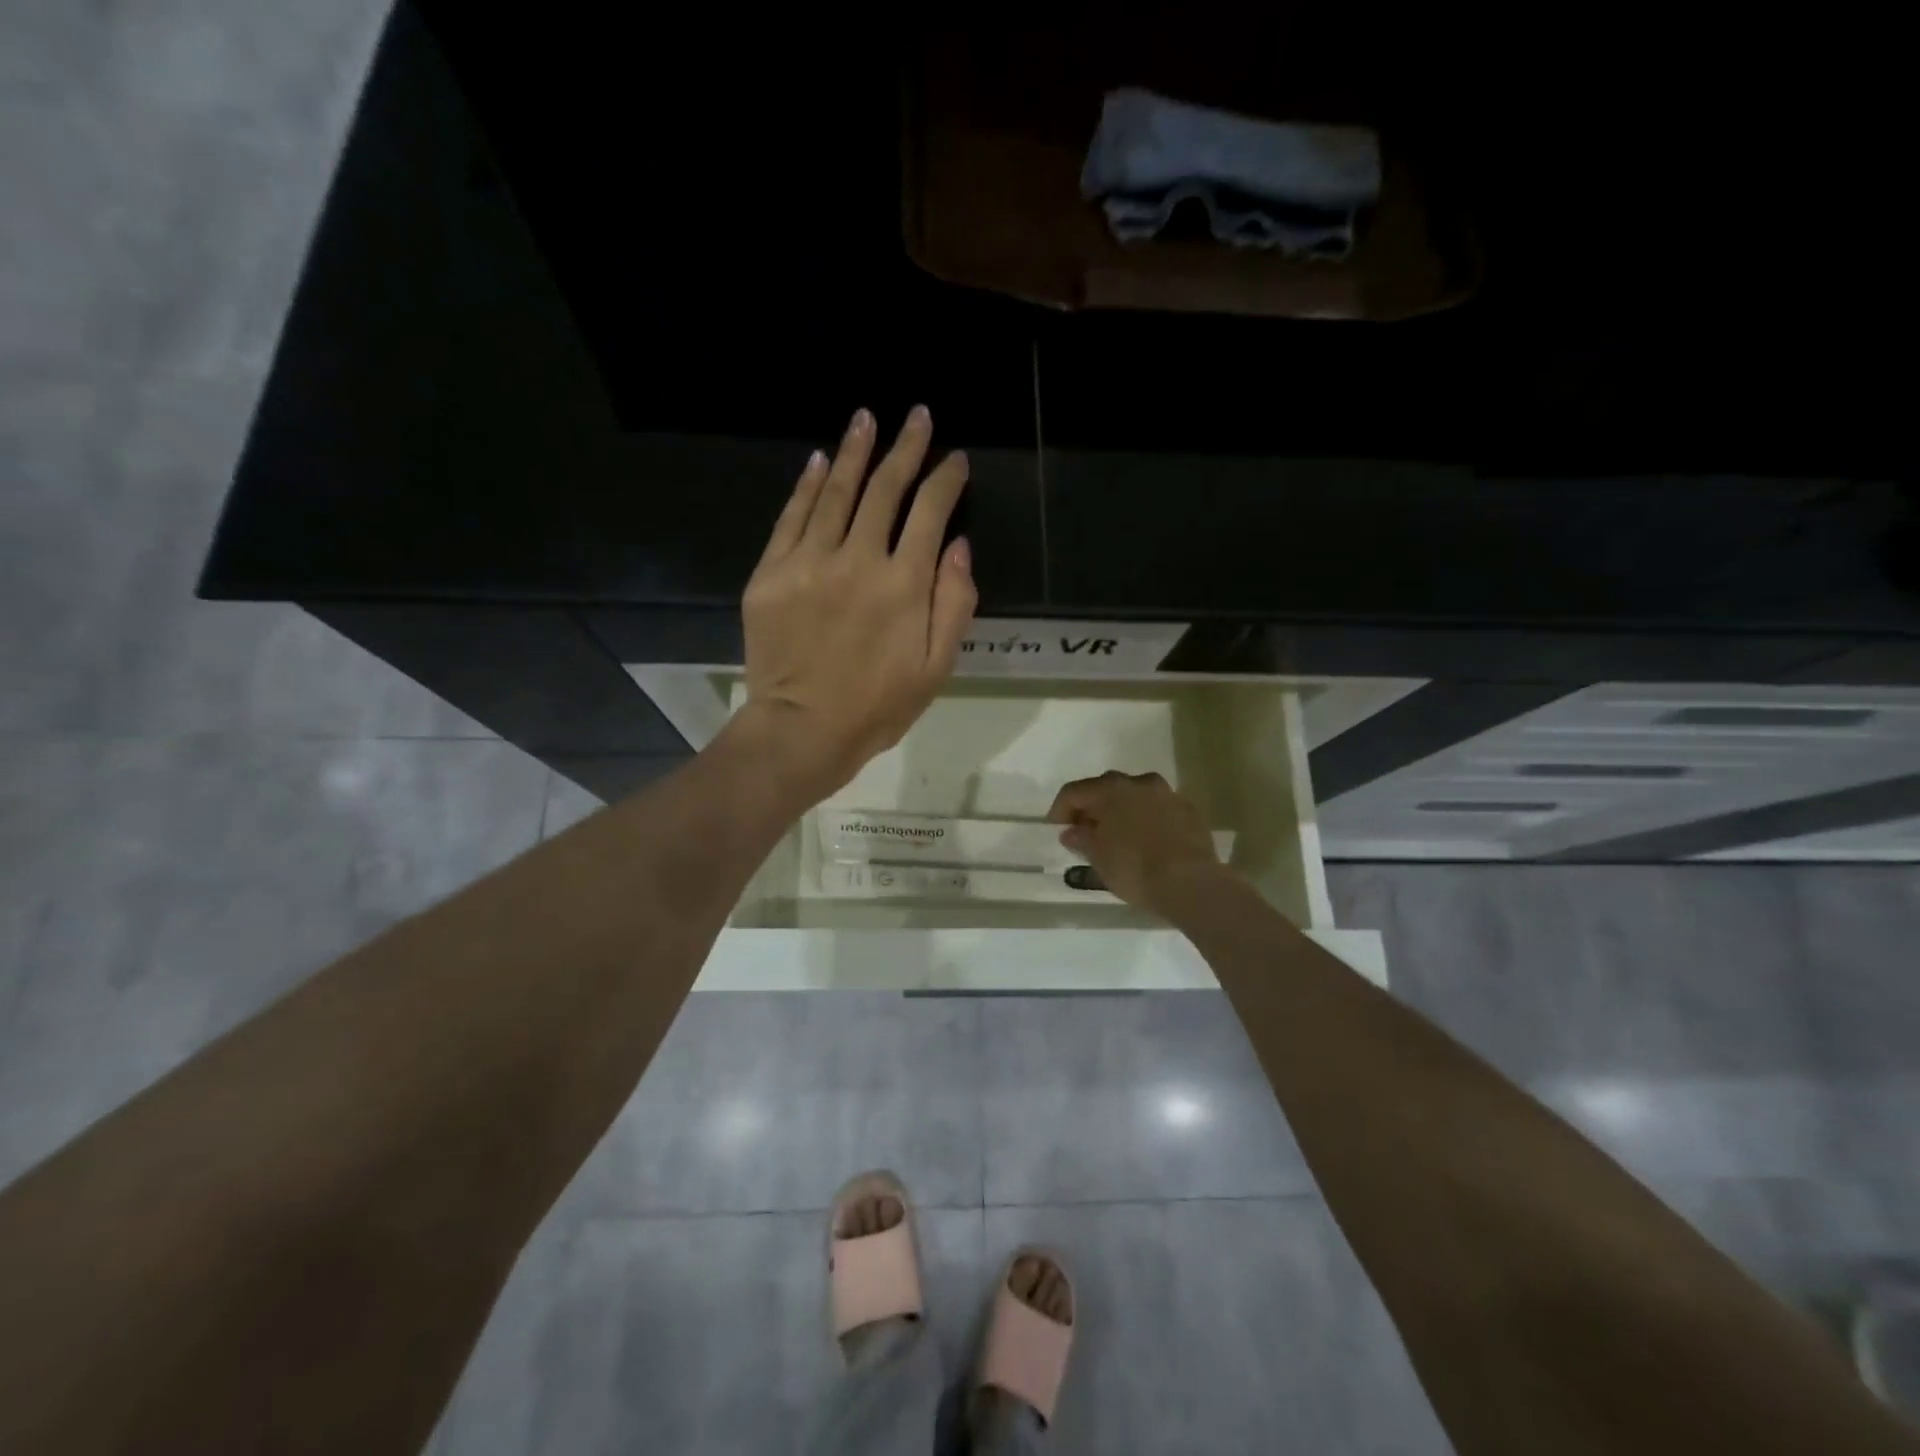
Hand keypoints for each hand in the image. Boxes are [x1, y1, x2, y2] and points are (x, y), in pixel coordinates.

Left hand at [738, 405, 975, 804]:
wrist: (801, 731)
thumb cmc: (878, 707)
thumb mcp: (936, 668)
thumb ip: (954, 605)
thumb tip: (958, 547)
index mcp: (904, 584)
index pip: (930, 511)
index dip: (945, 479)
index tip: (955, 460)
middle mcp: (857, 559)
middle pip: (885, 489)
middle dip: (905, 448)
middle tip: (917, 416)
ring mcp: (808, 562)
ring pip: (836, 492)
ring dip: (856, 451)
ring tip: (867, 418)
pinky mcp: (770, 573)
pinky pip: (792, 517)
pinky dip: (807, 485)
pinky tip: (820, 460)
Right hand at [1046, 771, 1225, 914]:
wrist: (1191, 883)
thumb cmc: (1135, 868)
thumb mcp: (1098, 858)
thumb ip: (1081, 839)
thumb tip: (1072, 831)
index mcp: (1111, 789)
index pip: (1074, 791)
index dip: (1060, 809)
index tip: (1055, 828)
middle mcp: (1139, 782)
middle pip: (1106, 789)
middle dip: (1092, 808)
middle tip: (1084, 831)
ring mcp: (1168, 794)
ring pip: (1135, 797)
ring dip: (1122, 811)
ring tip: (1116, 836)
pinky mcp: (1189, 811)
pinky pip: (1158, 810)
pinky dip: (1146, 820)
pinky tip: (1145, 841)